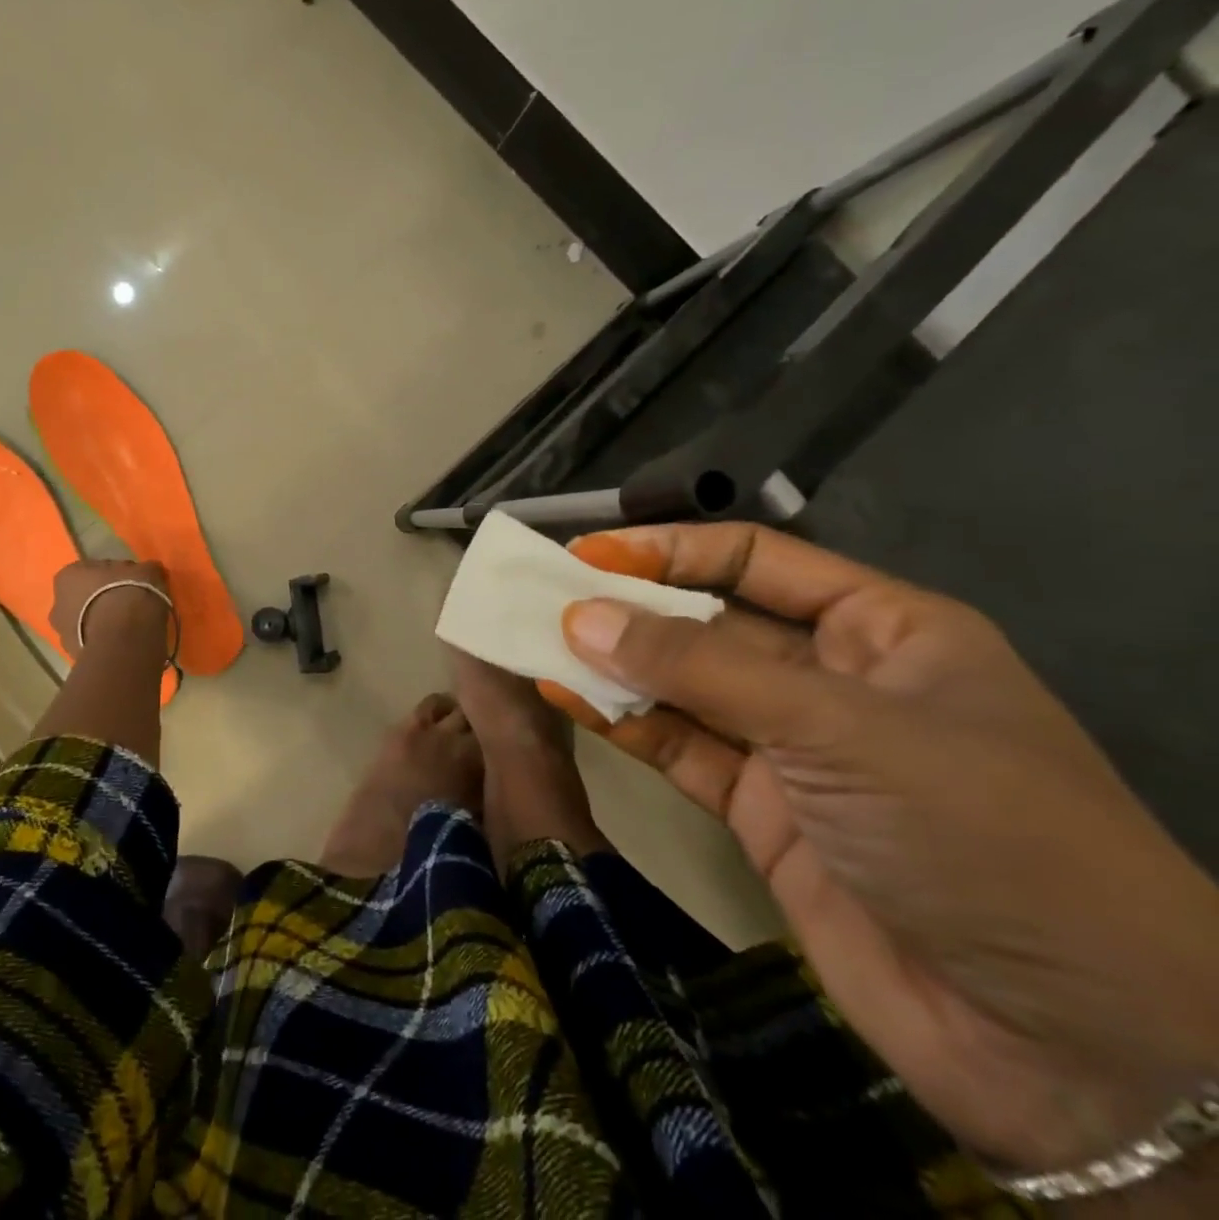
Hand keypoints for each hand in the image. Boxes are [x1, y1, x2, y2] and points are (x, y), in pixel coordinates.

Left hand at [48, 558, 170, 653]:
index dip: (114, 575)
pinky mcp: (75, 657)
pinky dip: (106, 641)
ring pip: (86, 623)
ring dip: (102, 623)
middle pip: (84, 598)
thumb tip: (148, 573)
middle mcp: (57, 604)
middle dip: (102, 601)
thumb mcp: (147, 571)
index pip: (92, 571)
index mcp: (67, 576)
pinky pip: (93, 643)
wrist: (127, 638)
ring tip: (130, 626)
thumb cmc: (129, 594)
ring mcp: (63, 634)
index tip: (131, 581)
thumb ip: (143, 570)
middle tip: (129, 603)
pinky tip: (126, 641)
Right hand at [548, 522, 1218, 1173]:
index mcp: (883, 631)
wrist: (1068, 1048)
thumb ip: (697, 668)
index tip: (586, 553)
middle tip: (538, 595)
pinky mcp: (757, 812)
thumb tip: (580, 617)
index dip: (669, 551)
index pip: (756, 561)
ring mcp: (791, 750)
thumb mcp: (836, 727)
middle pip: (707, 624)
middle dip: (626, 609)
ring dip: (610, 665)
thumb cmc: (979, 837)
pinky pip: (675, 747)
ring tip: (531, 640)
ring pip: (681, 687)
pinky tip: (564, 695)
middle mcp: (833, 680)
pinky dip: (620, 722)